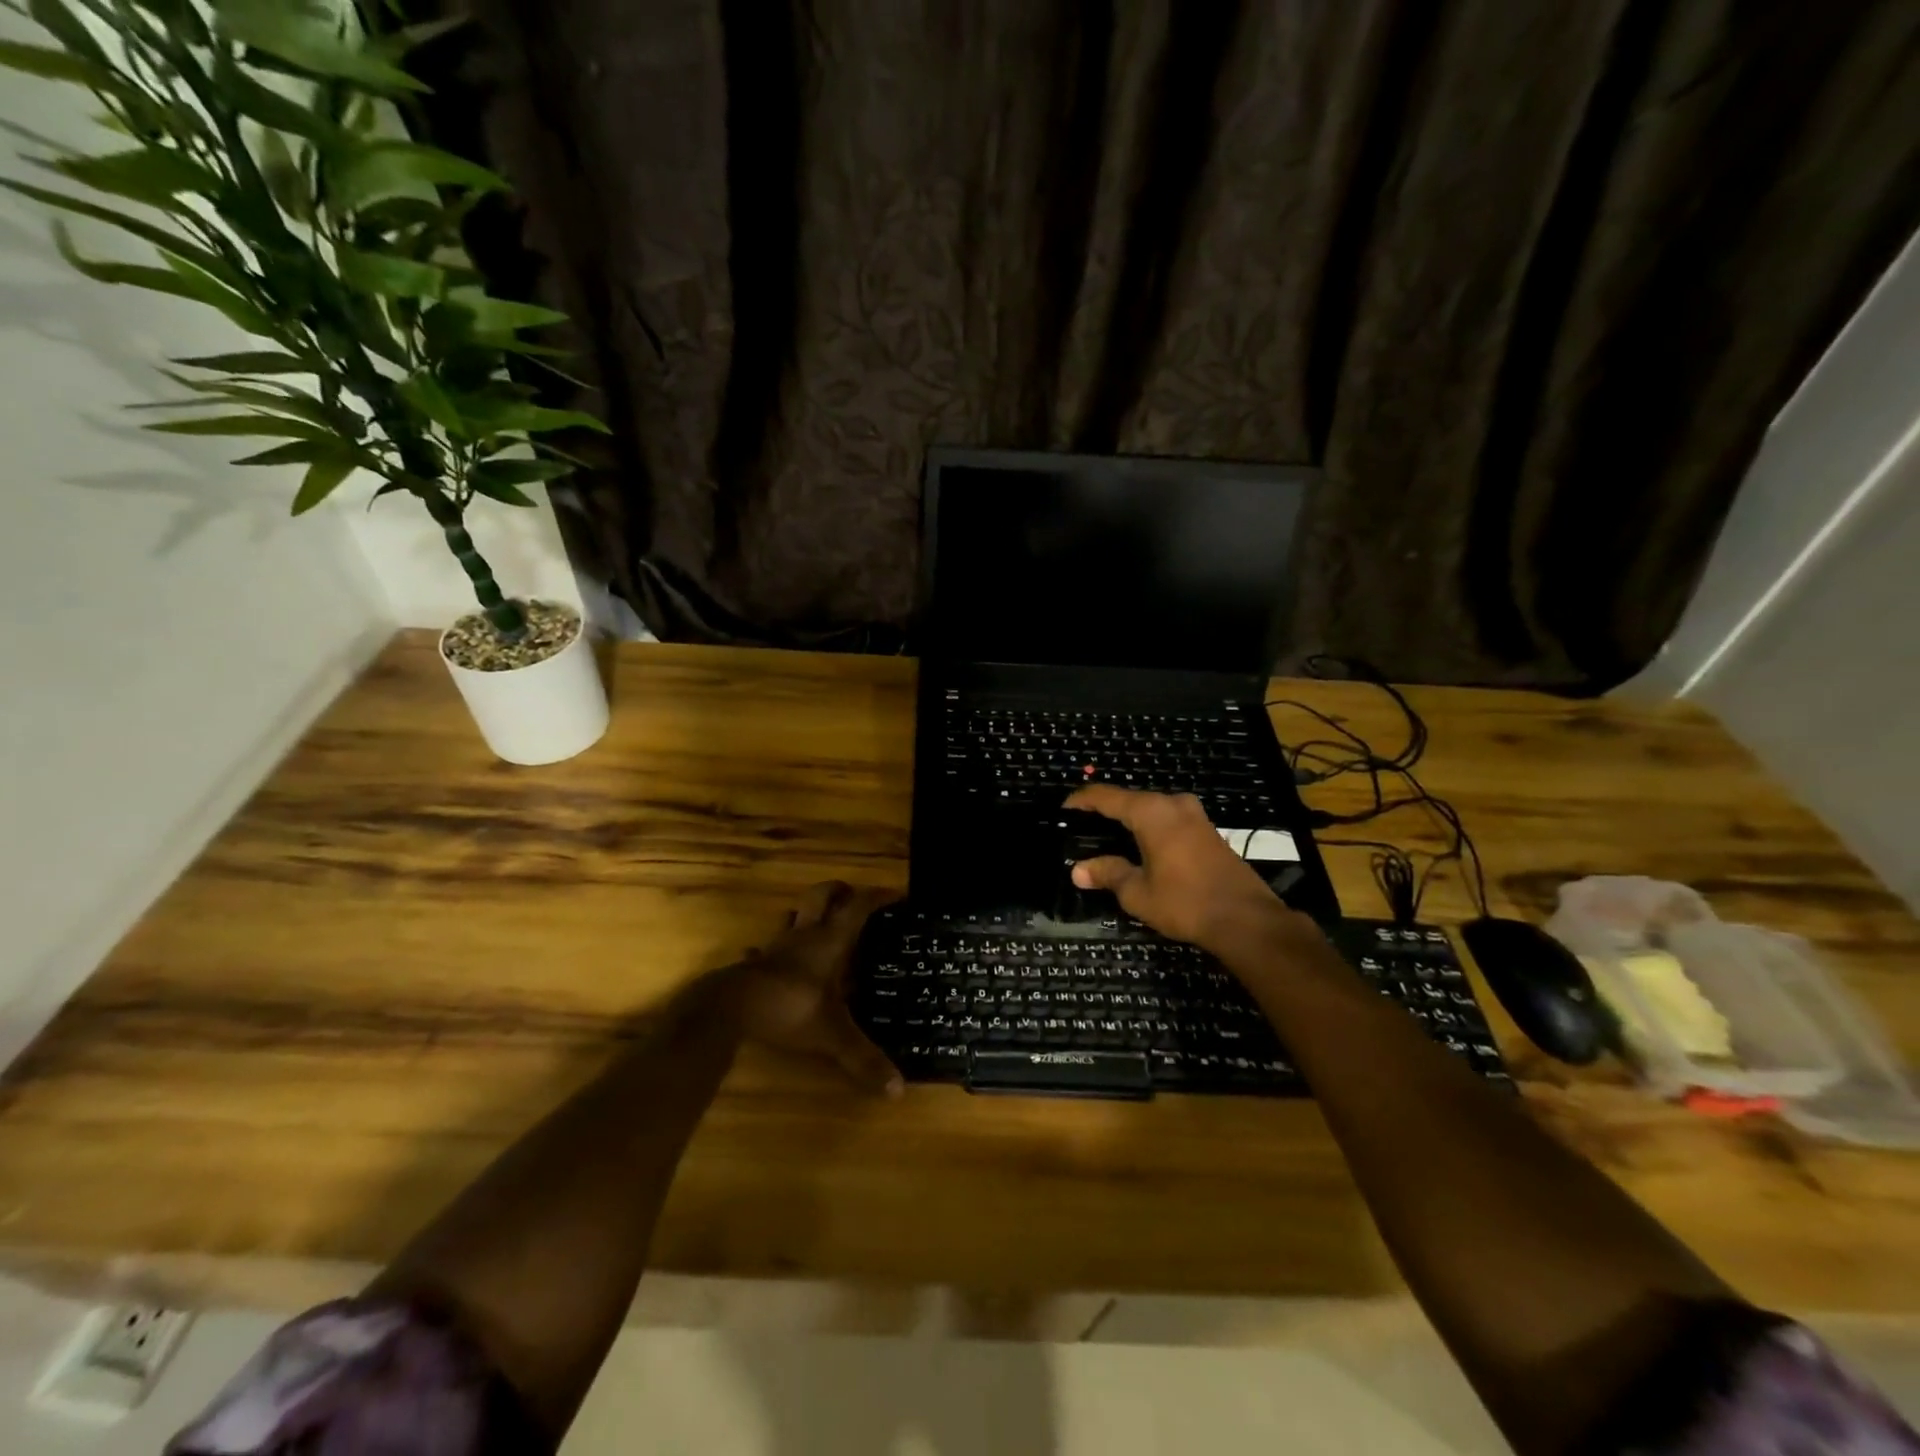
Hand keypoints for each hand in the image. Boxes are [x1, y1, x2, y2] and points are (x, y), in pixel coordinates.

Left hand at [726, 882, 903, 1095]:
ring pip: (793, 916)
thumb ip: (863, 1058)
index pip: (859, 907)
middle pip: (822, 895)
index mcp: (829, 942)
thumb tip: (898, 1091)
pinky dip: (773, 951)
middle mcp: (805, 936)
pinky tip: (775, 961)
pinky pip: (765, 949)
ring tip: (820, 924)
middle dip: (839, 890)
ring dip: (806, 913)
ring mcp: (776, 948)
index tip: (898, 894)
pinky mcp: (755, 964)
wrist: (729, 1008)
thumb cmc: (788, 1007)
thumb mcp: (832, 1034)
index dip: (879, 897)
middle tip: (854, 896)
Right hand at [1064, 787, 1299, 950]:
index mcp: (1151, 812)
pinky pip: (1168, 820)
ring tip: (1107, 837)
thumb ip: (1108, 874)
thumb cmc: (1185, 902)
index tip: (1064, 808)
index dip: (1082, 800)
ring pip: (1152, 809)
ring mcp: (1195, 816)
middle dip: (1105, 810)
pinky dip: (1150, 828)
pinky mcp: (1208, 831)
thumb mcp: (1138, 892)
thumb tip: (1078, 870)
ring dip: (1130, 820)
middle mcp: (1173, 804)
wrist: (1246, 919)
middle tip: (1082, 826)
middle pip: (1130, 800)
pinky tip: (1140, 847)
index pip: (1106, 796)